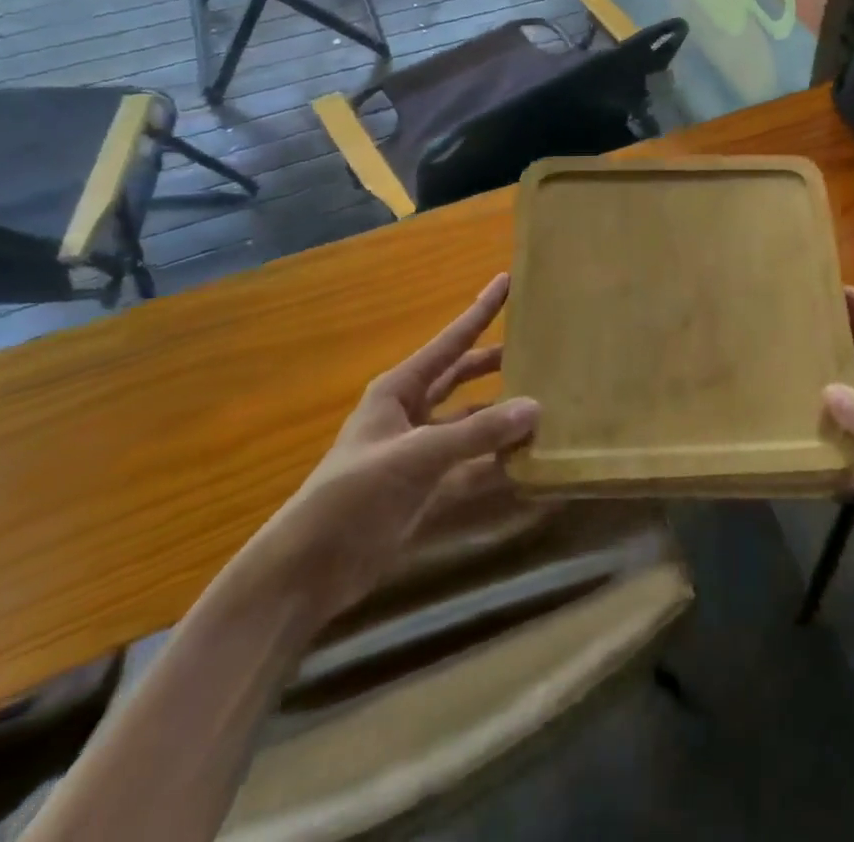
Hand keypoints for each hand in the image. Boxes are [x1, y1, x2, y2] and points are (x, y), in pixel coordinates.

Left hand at [242, 274, 538, 622]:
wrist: (306, 572)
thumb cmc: (352, 496)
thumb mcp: (416, 456)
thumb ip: (477, 433)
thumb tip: (535, 408)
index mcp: (398, 391)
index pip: (450, 342)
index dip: (479, 311)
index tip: (507, 280)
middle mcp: (411, 414)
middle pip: (462, 378)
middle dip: (496, 363)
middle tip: (539, 348)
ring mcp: (419, 452)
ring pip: (471, 423)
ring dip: (502, 417)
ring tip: (546, 404)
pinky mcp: (426, 489)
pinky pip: (471, 466)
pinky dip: (497, 462)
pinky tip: (529, 460)